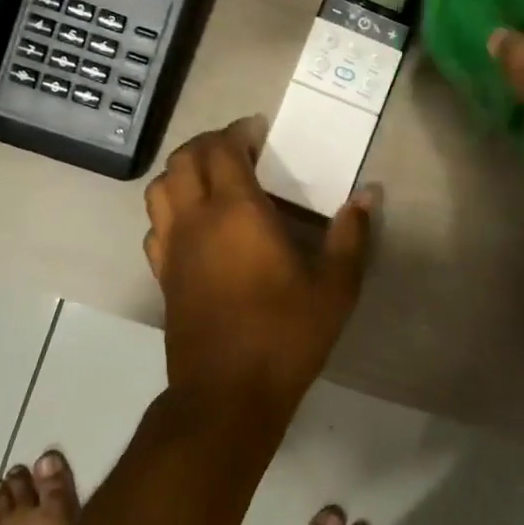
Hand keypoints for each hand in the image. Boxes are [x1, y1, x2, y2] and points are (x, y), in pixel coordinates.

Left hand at [143, 117, 374, 410]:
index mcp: (236, 212)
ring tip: (212, 178)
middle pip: (184, 160)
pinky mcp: (162, 274)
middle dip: (208, 143)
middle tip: (238, 149)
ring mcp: (172, 247)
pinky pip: (155, 224)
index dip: (238, 131)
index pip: (222, 149)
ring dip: (182, 171)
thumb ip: (351, 235)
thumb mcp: (335, 287)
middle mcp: (196, 220)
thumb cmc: (285, 334)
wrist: (228, 394)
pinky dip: (169, 208)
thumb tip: (368, 194)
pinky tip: (194, 224)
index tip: (259, 131)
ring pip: (160, 188)